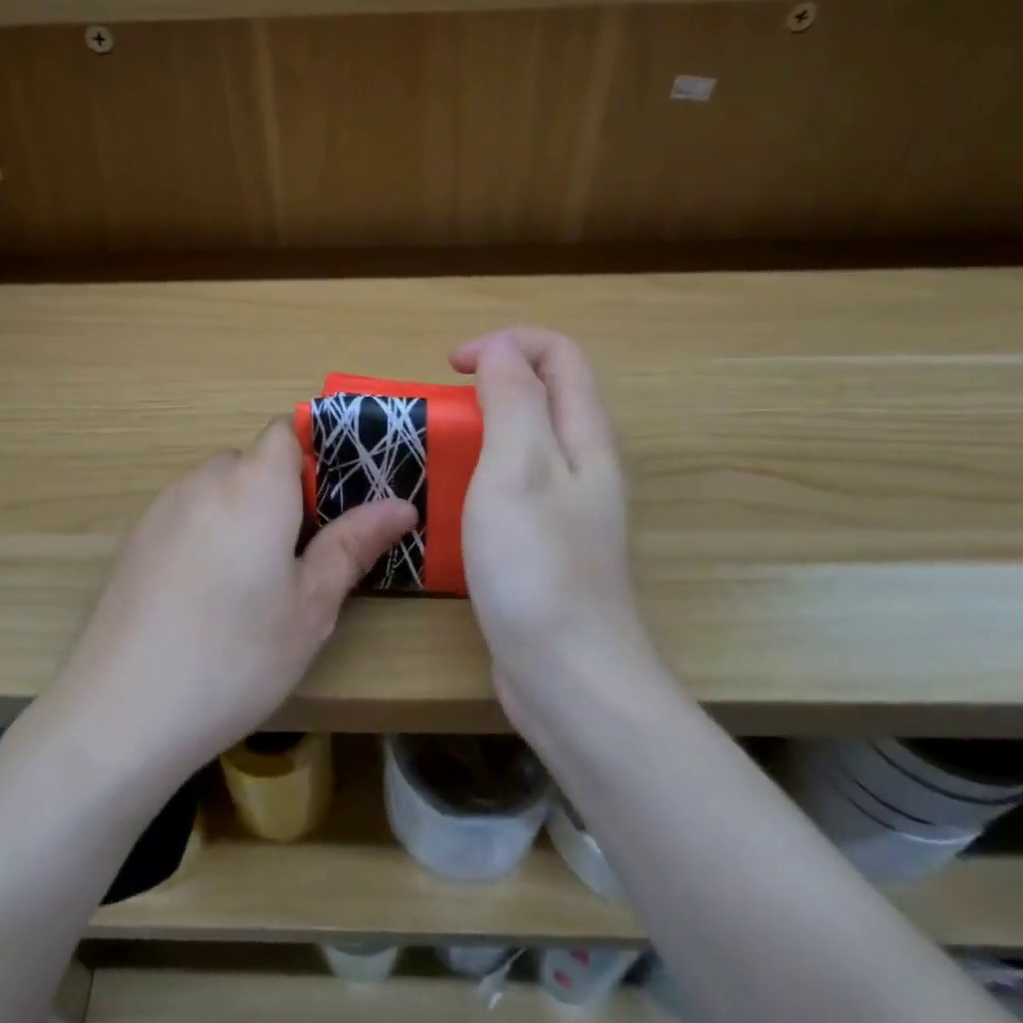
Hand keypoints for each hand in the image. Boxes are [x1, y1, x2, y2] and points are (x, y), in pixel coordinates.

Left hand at [49, 420, 416, 784]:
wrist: (122, 712)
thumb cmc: (237, 655)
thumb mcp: (311, 606)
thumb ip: (354, 545)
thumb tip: (402, 505)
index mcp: (254, 486)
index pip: (286, 431)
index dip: (315, 456)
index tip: (332, 508)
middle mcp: (203, 481)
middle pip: (252, 463)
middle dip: (281, 496)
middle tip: (301, 559)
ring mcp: (161, 509)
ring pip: (217, 491)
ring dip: (242, 517)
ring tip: (251, 586)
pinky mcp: (133, 540)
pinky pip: (185, 517)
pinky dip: (206, 536)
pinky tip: (204, 599)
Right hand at [450, 328, 659, 732]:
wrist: (568, 677)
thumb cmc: (536, 566)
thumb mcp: (518, 468)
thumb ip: (513, 400)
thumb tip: (502, 349)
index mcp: (584, 438)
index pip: (559, 355)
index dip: (506, 344)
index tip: (452, 368)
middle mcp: (583, 466)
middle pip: (545, 395)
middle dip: (492, 383)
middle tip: (441, 412)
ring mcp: (567, 510)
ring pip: (526, 442)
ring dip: (481, 430)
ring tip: (438, 453)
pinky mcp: (546, 546)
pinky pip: (514, 488)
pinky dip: (480, 476)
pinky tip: (451, 506)